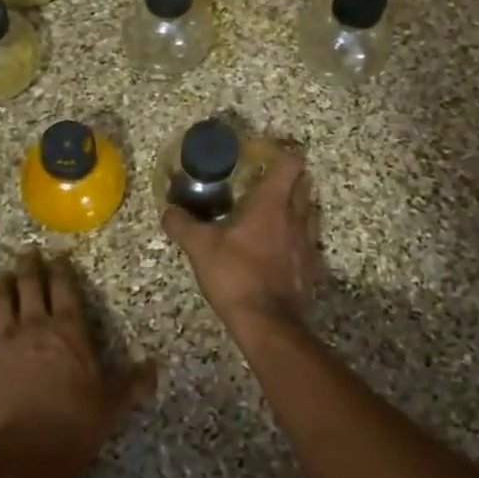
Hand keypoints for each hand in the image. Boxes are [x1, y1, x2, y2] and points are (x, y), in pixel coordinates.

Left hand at [0, 250, 156, 477]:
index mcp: (68, 329)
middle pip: (30, 286)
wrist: (32, 449)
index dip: (61, 269)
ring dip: (1, 286)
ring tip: (2, 274)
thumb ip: (134, 382)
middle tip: (27, 252)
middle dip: (29, 266)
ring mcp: (2, 342)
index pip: (64, 288)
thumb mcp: (114, 402)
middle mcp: (34, 326)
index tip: (58, 256)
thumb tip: (157, 368)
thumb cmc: (78, 422)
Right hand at [161, 146, 322, 339]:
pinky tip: (280, 246)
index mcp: (272, 204)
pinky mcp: (312, 267)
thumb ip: (182, 225)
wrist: (268, 323)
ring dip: (297, 205)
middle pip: (304, 183)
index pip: (290, 163)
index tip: (261, 155)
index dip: (280, 153)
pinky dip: (298, 236)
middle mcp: (296, 217)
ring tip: (273, 212)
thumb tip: (167, 210)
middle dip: (289, 177)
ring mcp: (308, 242)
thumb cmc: (236, 275)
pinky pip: (309, 241)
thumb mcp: (200, 248)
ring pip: (310, 211)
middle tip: (264, 181)